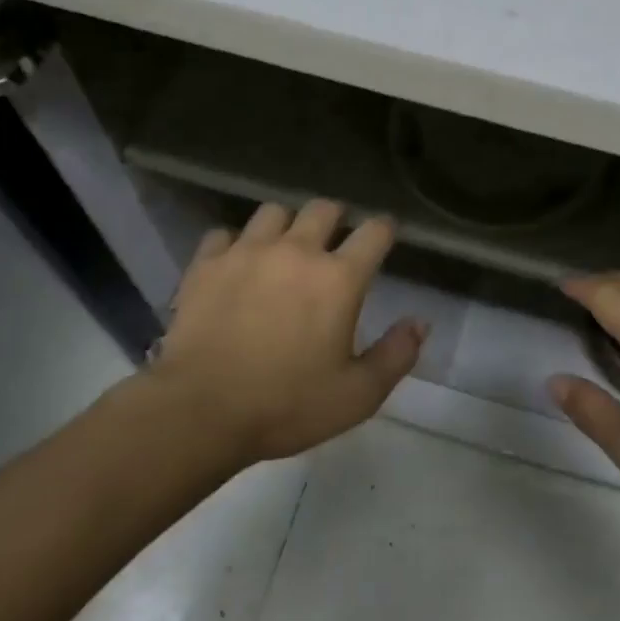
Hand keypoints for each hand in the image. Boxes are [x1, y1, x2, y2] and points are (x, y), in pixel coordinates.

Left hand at [149, 199, 425, 464]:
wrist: (199, 412)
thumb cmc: (287, 406)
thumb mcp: (357, 395)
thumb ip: (396, 355)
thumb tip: (419, 322)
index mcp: (339, 278)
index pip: (375, 232)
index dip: (385, 229)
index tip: (385, 235)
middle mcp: (296, 251)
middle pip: (324, 208)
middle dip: (336, 218)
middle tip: (334, 240)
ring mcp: (247, 252)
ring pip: (274, 212)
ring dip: (286, 225)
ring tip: (283, 247)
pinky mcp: (207, 264)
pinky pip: (224, 235)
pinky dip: (235, 244)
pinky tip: (235, 265)